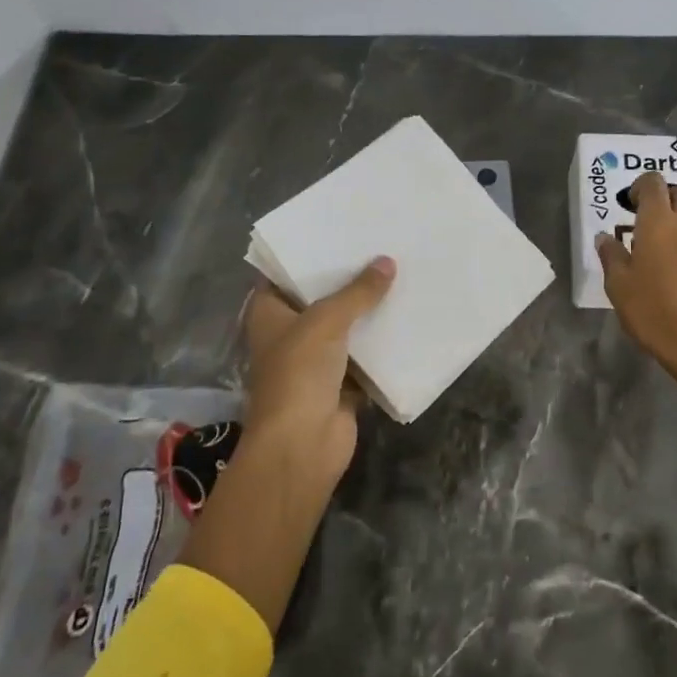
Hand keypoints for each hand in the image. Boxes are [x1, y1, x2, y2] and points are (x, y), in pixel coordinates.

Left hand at [240, 257, 394, 483]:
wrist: (302, 444)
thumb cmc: (298, 373)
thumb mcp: (326, 321)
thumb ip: (357, 291)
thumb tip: (387, 262)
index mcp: (269, 314)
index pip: (284, 274)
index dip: (309, 254)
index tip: (339, 232)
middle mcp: (289, 334)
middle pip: (320, 299)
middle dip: (348, 279)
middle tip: (379, 247)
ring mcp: (315, 361)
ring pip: (345, 327)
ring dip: (367, 310)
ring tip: (399, 274)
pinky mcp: (341, 384)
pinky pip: (364, 355)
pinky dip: (381, 343)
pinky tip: (406, 317)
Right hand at [598, 171, 676, 385]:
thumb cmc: (655, 311)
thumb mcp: (619, 286)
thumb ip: (611, 256)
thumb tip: (605, 238)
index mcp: (658, 221)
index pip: (653, 183)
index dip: (641, 187)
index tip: (631, 204)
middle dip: (666, 199)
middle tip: (650, 221)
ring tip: (669, 242)